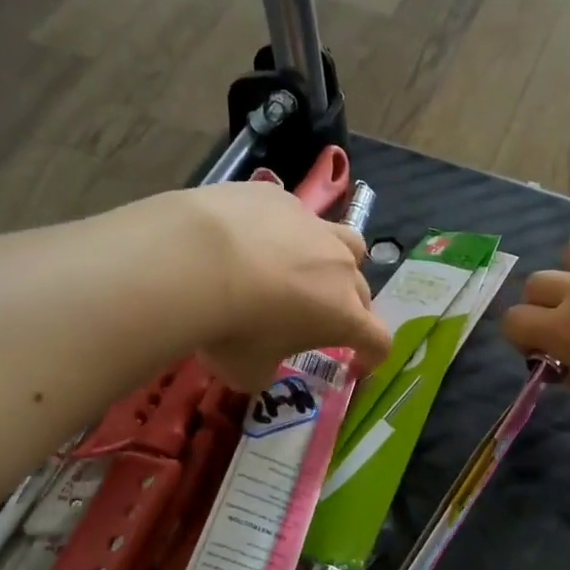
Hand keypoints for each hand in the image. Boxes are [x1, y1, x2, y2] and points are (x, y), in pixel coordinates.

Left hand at [168, 182, 390, 391]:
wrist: (191, 260)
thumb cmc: (231, 328)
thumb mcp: (247, 371)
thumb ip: (266, 371)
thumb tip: (262, 368)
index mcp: (343, 315)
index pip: (378, 340)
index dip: (372, 356)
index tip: (357, 366)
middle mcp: (339, 267)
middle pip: (363, 291)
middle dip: (350, 309)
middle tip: (319, 320)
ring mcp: (313, 226)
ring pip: (346, 242)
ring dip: (337, 260)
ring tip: (307, 268)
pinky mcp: (281, 198)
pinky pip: (295, 216)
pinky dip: (284, 231)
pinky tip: (252, 238)